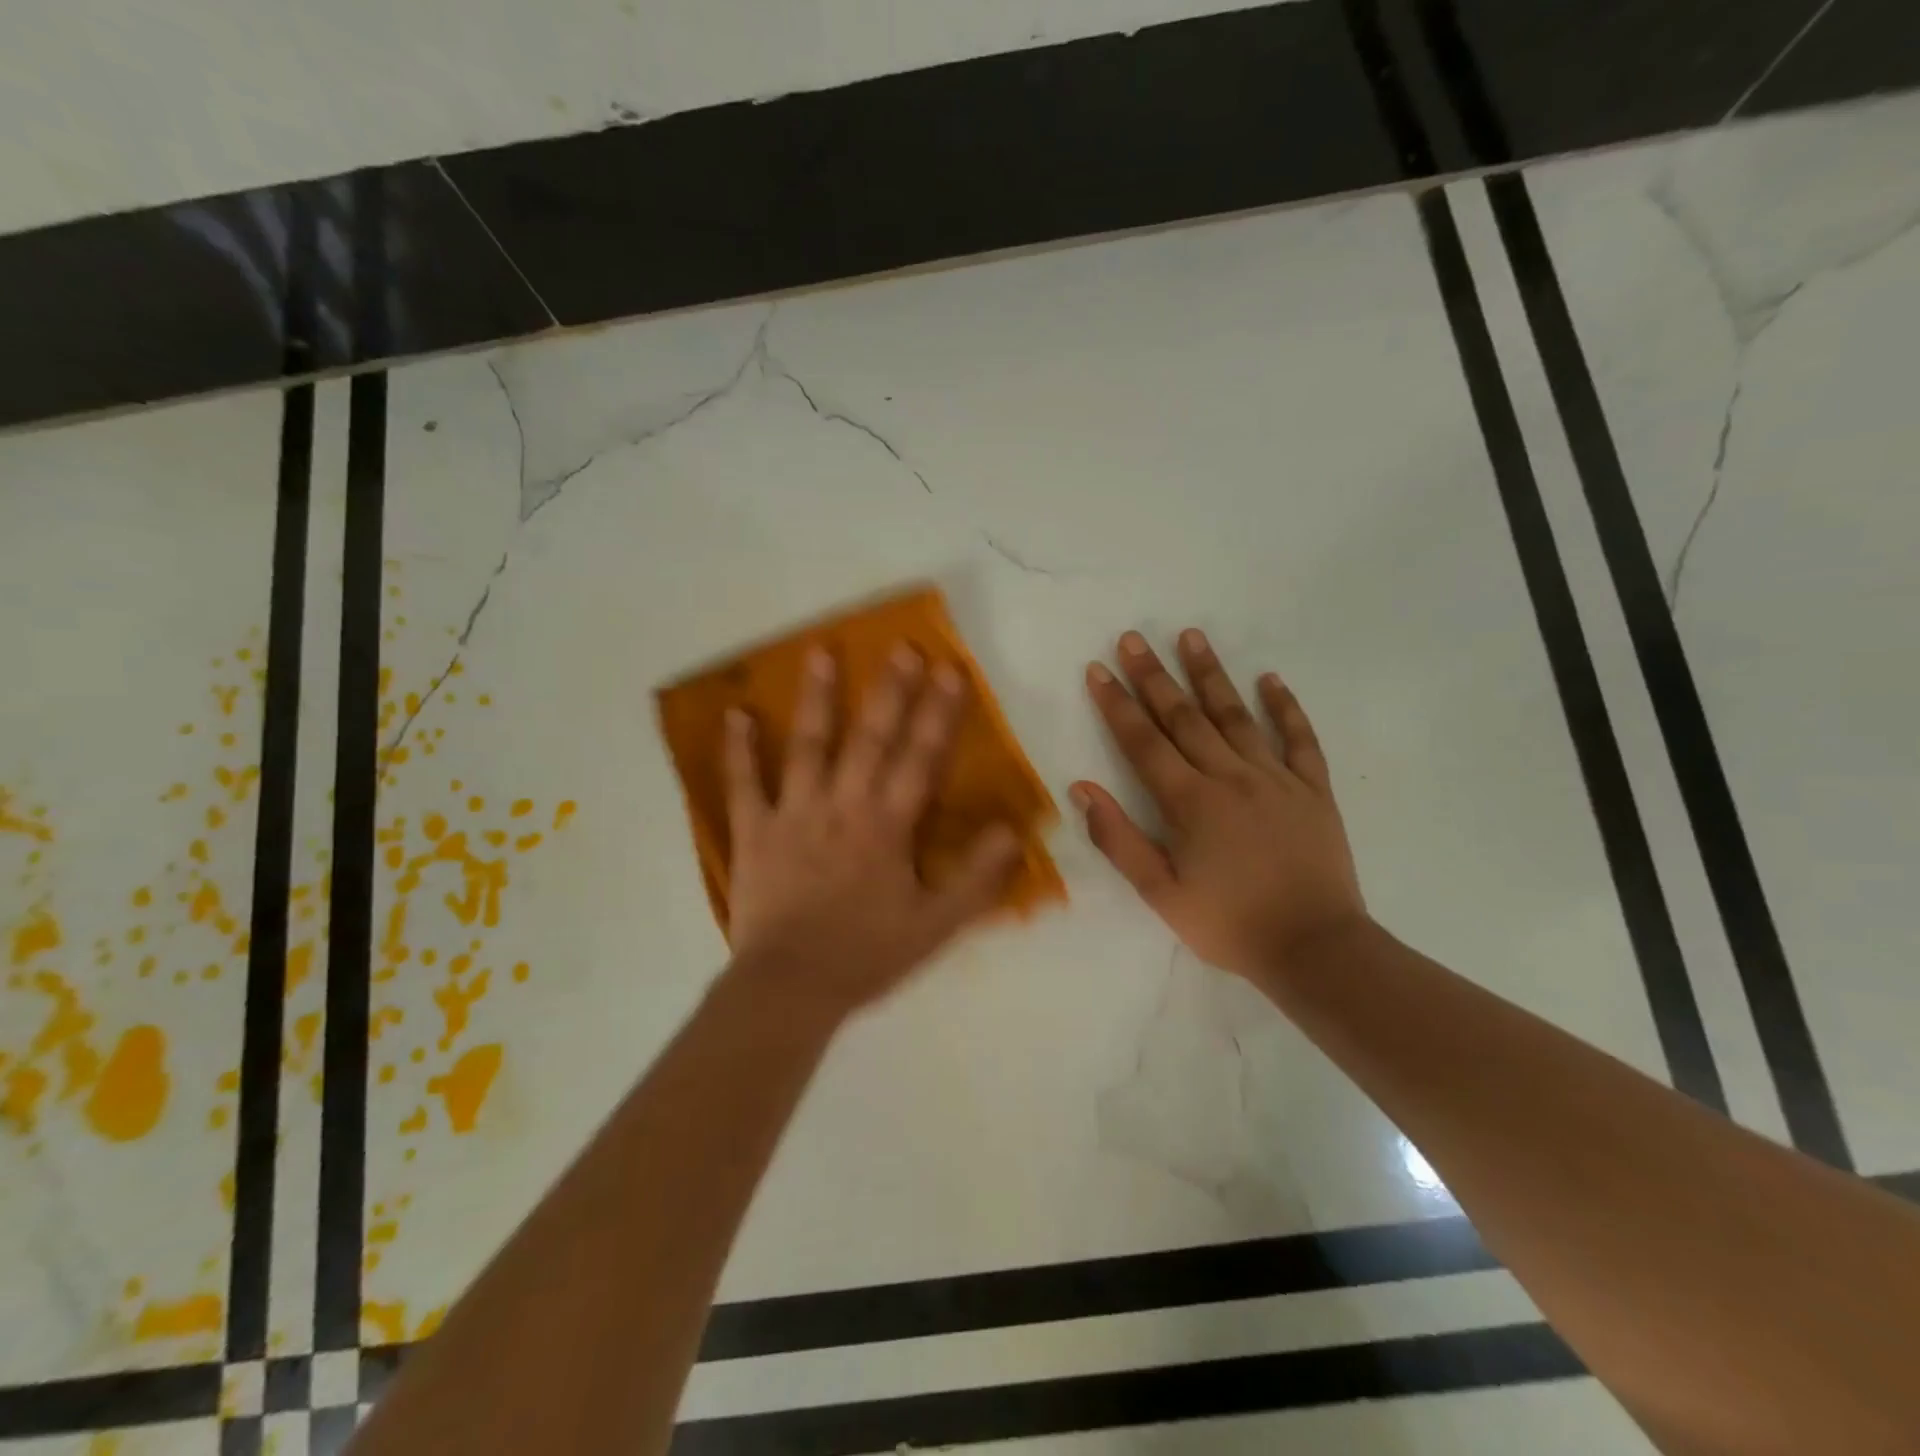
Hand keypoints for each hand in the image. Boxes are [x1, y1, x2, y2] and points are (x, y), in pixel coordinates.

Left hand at [722, 644, 1020, 1020]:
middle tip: (902, 646)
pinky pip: (743, 785)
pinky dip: (738, 750)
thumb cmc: (867, 955)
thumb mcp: (936, 925)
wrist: (792, 988)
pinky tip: (736, 714)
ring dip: (817, 699)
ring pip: (808, 746)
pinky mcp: (754, 832)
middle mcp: (843, 806)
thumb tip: (1012, 831)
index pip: (920, 759)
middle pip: (870, 739)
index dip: (939, 714)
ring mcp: (794, 814)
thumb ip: (977, 878)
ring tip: (821, 652)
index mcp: (887, 826)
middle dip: (890, 691)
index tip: (950, 670)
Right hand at [1073, 629, 1368, 979]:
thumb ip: (1119, 839)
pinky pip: (1300, 739)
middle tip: (1133, 637)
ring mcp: (1276, 778)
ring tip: (1191, 636)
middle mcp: (1230, 777)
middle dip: (1154, 676)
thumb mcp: (1161, 893)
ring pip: (1237, 716)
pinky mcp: (1313, 790)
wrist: (1316, 949)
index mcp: (1190, 802)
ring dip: (1211, 674)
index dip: (1117, 704)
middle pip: (1185, 717)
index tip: (1098, 669)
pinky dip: (1285, 707)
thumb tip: (1082, 789)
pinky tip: (1270, 679)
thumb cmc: (1229, 924)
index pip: (1144, 742)